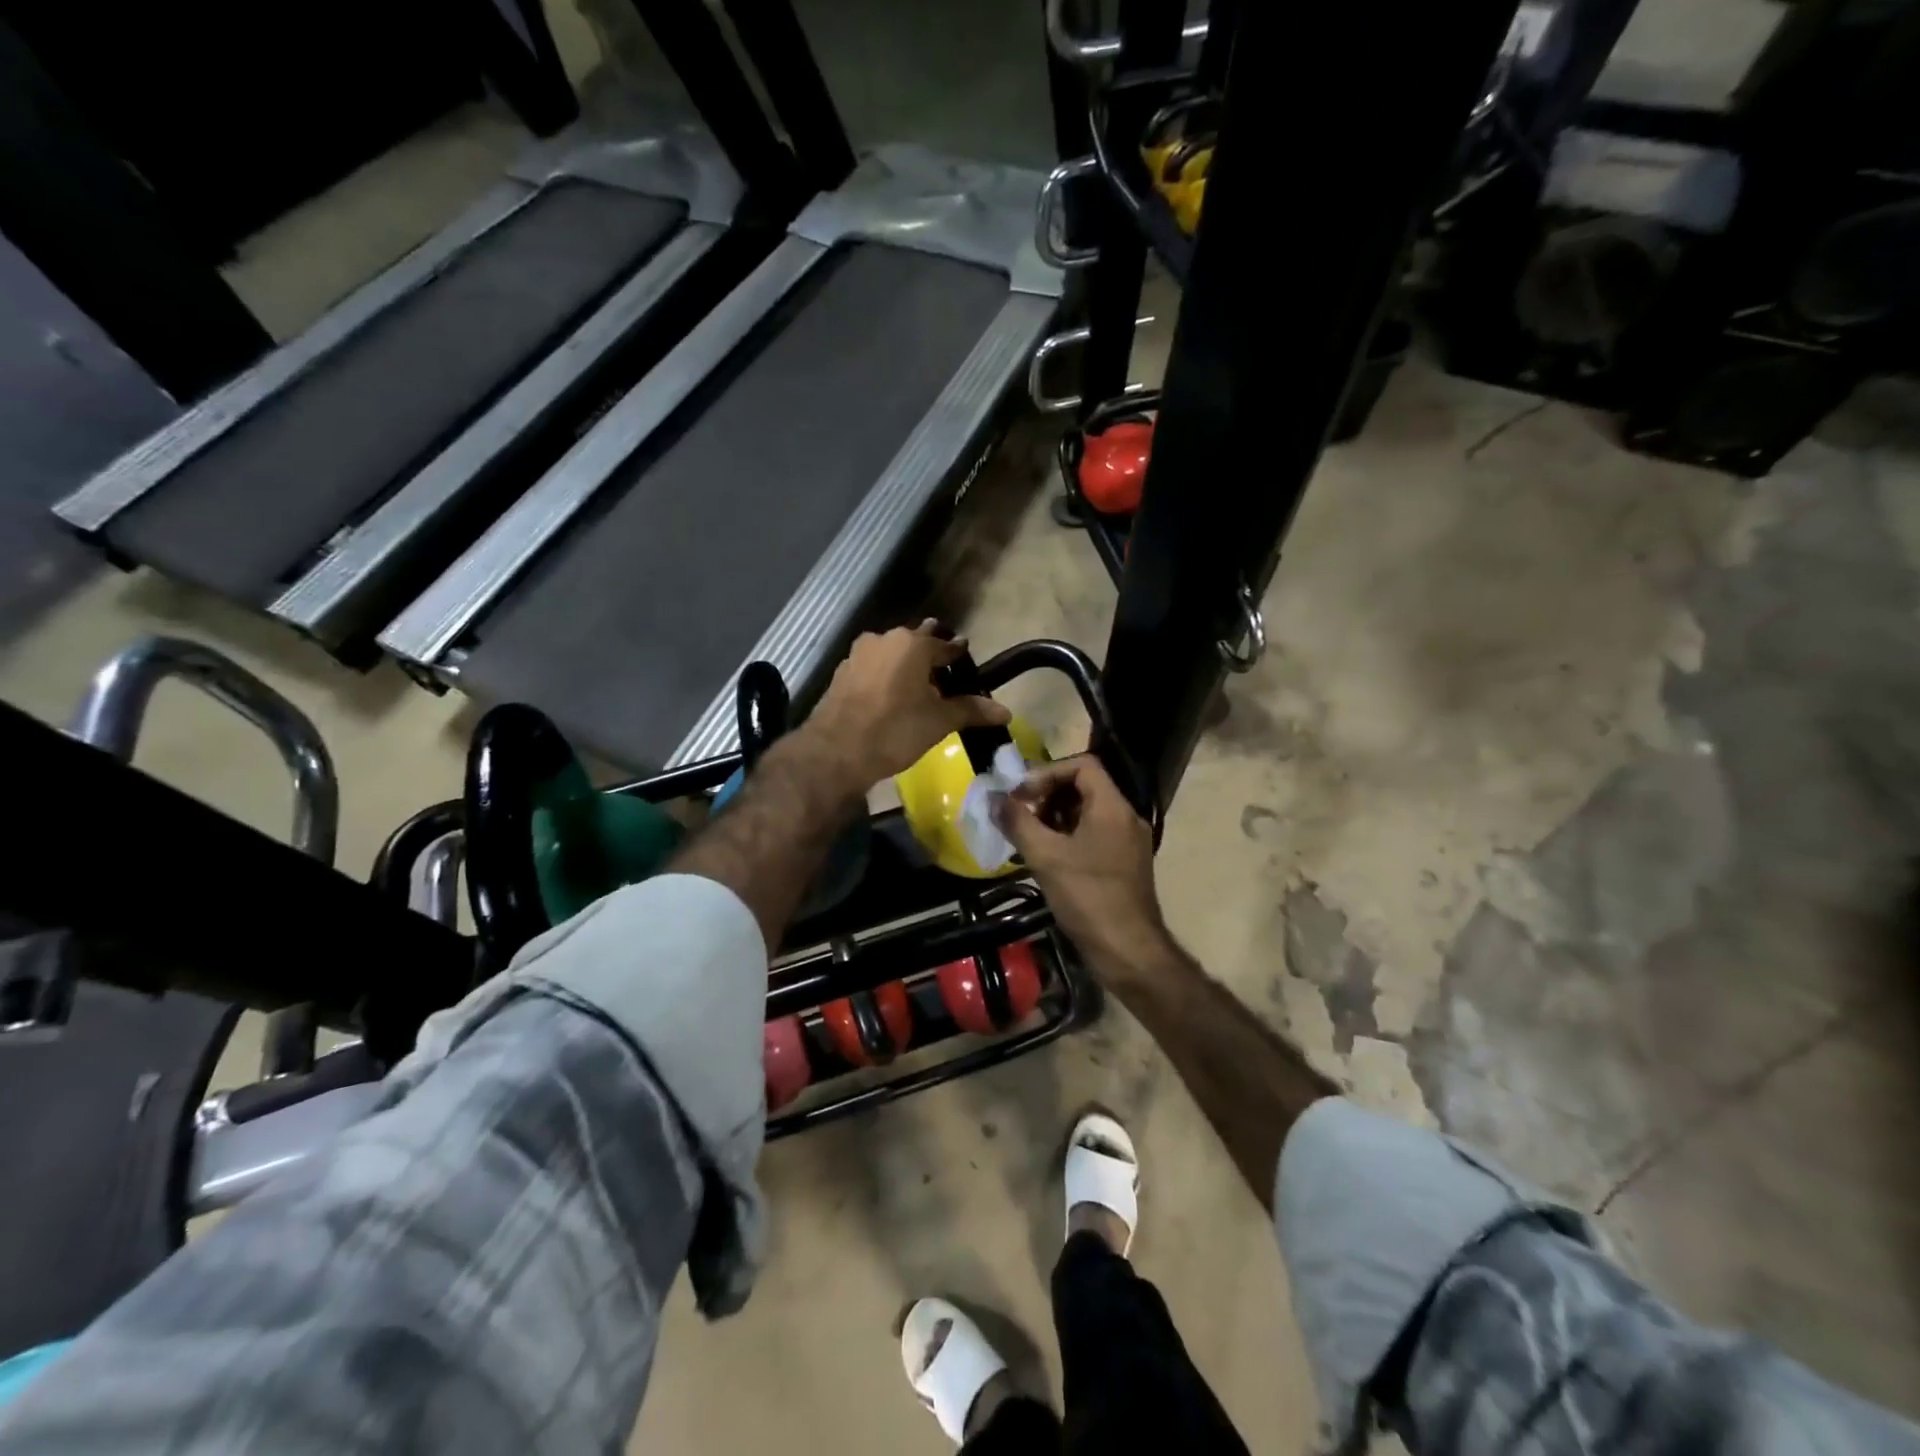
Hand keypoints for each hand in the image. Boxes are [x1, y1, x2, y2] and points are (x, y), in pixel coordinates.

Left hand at [802, 621, 1009, 794]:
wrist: (836, 751)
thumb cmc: (895, 730)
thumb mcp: (938, 722)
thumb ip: (971, 710)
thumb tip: (1006, 711)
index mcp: (912, 644)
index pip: (944, 645)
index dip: (957, 655)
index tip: (966, 662)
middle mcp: (883, 639)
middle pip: (915, 645)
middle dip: (930, 658)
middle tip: (944, 675)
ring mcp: (858, 654)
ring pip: (891, 656)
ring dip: (905, 667)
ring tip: (918, 688)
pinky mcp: (841, 673)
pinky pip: (873, 669)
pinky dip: (885, 678)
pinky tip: (890, 698)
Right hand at [996, 755, 1165, 976]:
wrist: (1129, 951)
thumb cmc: (1088, 897)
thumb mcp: (1046, 857)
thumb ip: (1017, 823)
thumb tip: (993, 799)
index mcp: (1112, 807)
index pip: (1083, 765)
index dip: (1048, 772)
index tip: (1022, 794)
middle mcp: (1125, 817)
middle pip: (1085, 787)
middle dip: (1048, 795)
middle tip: (1020, 814)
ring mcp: (1128, 842)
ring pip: (1087, 813)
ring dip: (1055, 817)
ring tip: (1027, 836)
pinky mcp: (1124, 864)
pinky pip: (1093, 835)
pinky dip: (1068, 837)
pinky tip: (1045, 857)